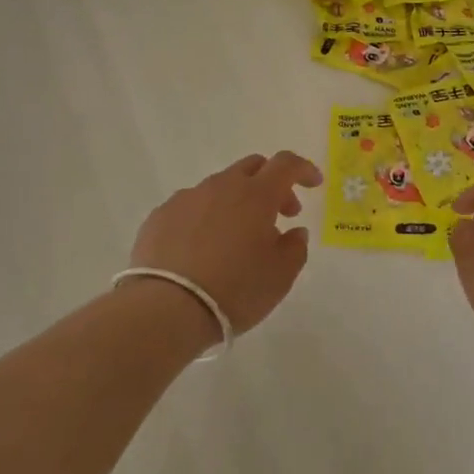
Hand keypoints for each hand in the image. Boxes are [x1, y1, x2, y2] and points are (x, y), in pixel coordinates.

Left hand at [127, 151, 322, 336]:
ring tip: (235, 239)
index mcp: (256, 194)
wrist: (165, 309)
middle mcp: (221, 186)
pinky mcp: (160, 216)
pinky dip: (204, 218)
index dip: (303, 169)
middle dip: (271, 184)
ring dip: (235, 203)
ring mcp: (187, 198)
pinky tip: (200, 248)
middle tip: (278, 214)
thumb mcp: (280, 276)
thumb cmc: (234, 290)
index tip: (314, 184)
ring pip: (219, 187)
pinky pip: (191, 207)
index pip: (286, 164)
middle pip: (252, 167)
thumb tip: (294, 231)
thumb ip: (295, 248)